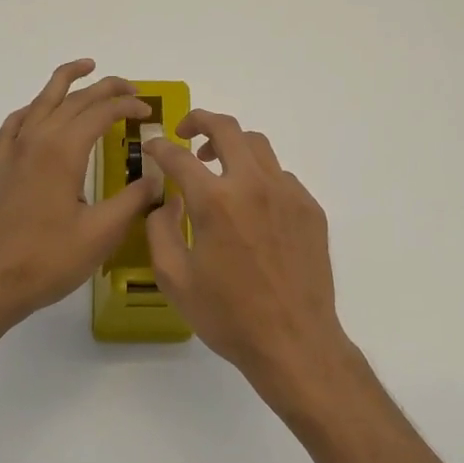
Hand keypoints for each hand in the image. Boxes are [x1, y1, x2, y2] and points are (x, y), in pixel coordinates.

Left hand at [0, 60, 160, 333]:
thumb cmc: (47, 260)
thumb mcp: (101, 233)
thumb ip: (134, 200)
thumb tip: (159, 177)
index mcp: (63, 151)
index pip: (101, 112)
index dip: (128, 106)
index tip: (149, 111)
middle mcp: (36, 140)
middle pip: (74, 99)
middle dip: (106, 88)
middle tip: (132, 88)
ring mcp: (13, 151)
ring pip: (41, 101)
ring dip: (66, 81)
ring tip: (86, 68)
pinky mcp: (0, 167)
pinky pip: (16, 123)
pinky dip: (33, 109)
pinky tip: (39, 114)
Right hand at [144, 110, 351, 395]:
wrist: (294, 341)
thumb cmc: (228, 316)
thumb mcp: (175, 279)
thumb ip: (161, 230)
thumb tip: (166, 201)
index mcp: (215, 201)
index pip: (179, 157)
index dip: (160, 147)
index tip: (153, 148)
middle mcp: (254, 185)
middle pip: (227, 128)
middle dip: (200, 120)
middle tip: (186, 134)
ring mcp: (288, 193)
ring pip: (258, 146)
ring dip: (232, 145)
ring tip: (217, 167)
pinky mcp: (310, 208)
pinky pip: (280, 176)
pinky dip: (259, 177)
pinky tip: (251, 206)